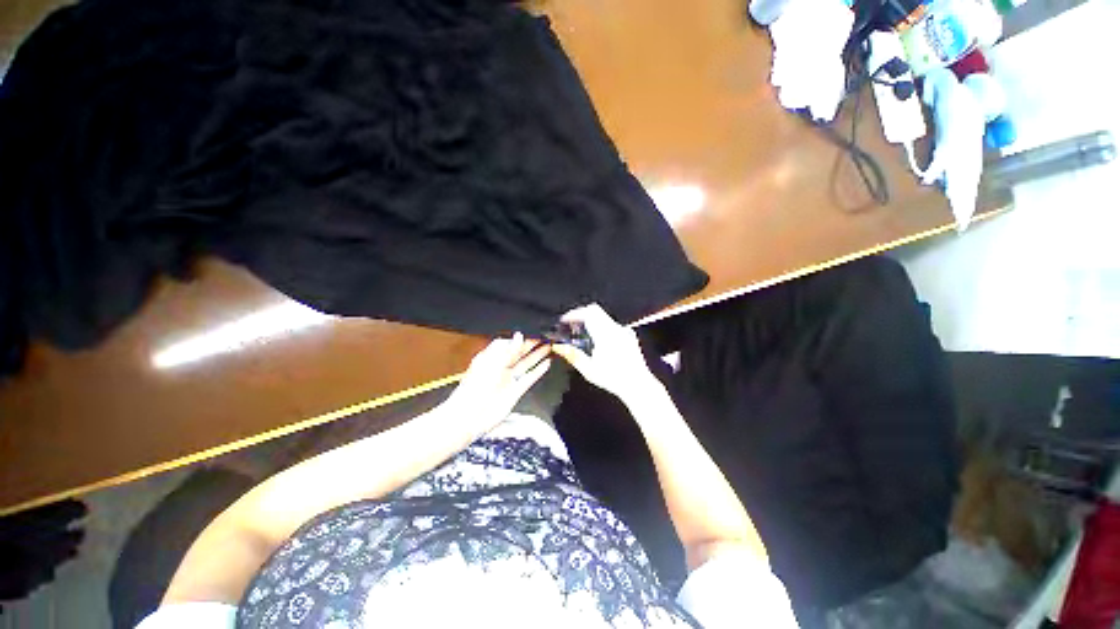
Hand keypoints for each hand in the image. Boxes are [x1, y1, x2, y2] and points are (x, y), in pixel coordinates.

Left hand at [444, 334, 551, 431]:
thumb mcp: (494, 363)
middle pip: (518, 353)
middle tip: (545, 337)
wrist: (470, 416)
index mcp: (490, 357)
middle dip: (531, 345)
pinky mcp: (515, 391)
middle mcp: (500, 367)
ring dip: (537, 355)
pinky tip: (546, 364)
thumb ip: (509, 350)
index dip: (520, 338)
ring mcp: (508, 379)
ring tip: (549, 346)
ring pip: (526, 364)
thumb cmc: (475, 388)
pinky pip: (529, 378)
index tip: (533, 332)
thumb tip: (519, 335)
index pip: (508, 343)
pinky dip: (538, 371)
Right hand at [551, 304, 659, 401]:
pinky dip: (601, 327)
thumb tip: (558, 346)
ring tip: (581, 333)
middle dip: (581, 314)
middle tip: (570, 324)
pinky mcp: (629, 336)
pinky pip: (611, 325)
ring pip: (604, 317)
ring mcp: (624, 331)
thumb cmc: (614, 379)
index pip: (589, 313)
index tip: (565, 320)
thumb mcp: (589, 369)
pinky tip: (596, 341)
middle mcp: (616, 329)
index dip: (574, 313)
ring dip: (591, 321)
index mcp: (606, 334)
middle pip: (596, 310)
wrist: (638, 385)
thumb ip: (573, 355)